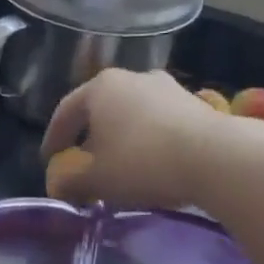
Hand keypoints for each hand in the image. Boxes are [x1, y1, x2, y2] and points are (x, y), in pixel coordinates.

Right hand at [39, 68, 223, 209]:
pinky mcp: (195, 103)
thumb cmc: (142, 163)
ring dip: (121, 138)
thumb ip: (71, 182)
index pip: (66, 112)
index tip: (49, 161)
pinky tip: (151, 164)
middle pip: (101, 109)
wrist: (215, 157)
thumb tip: (59, 186)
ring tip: (119, 166)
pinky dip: (147, 140)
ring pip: (132, 115)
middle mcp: (133, 77)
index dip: (54, 139)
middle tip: (83, 164)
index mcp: (100, 88)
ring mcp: (168, 87)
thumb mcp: (96, 180)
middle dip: (89, 138)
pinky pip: (159, 122)